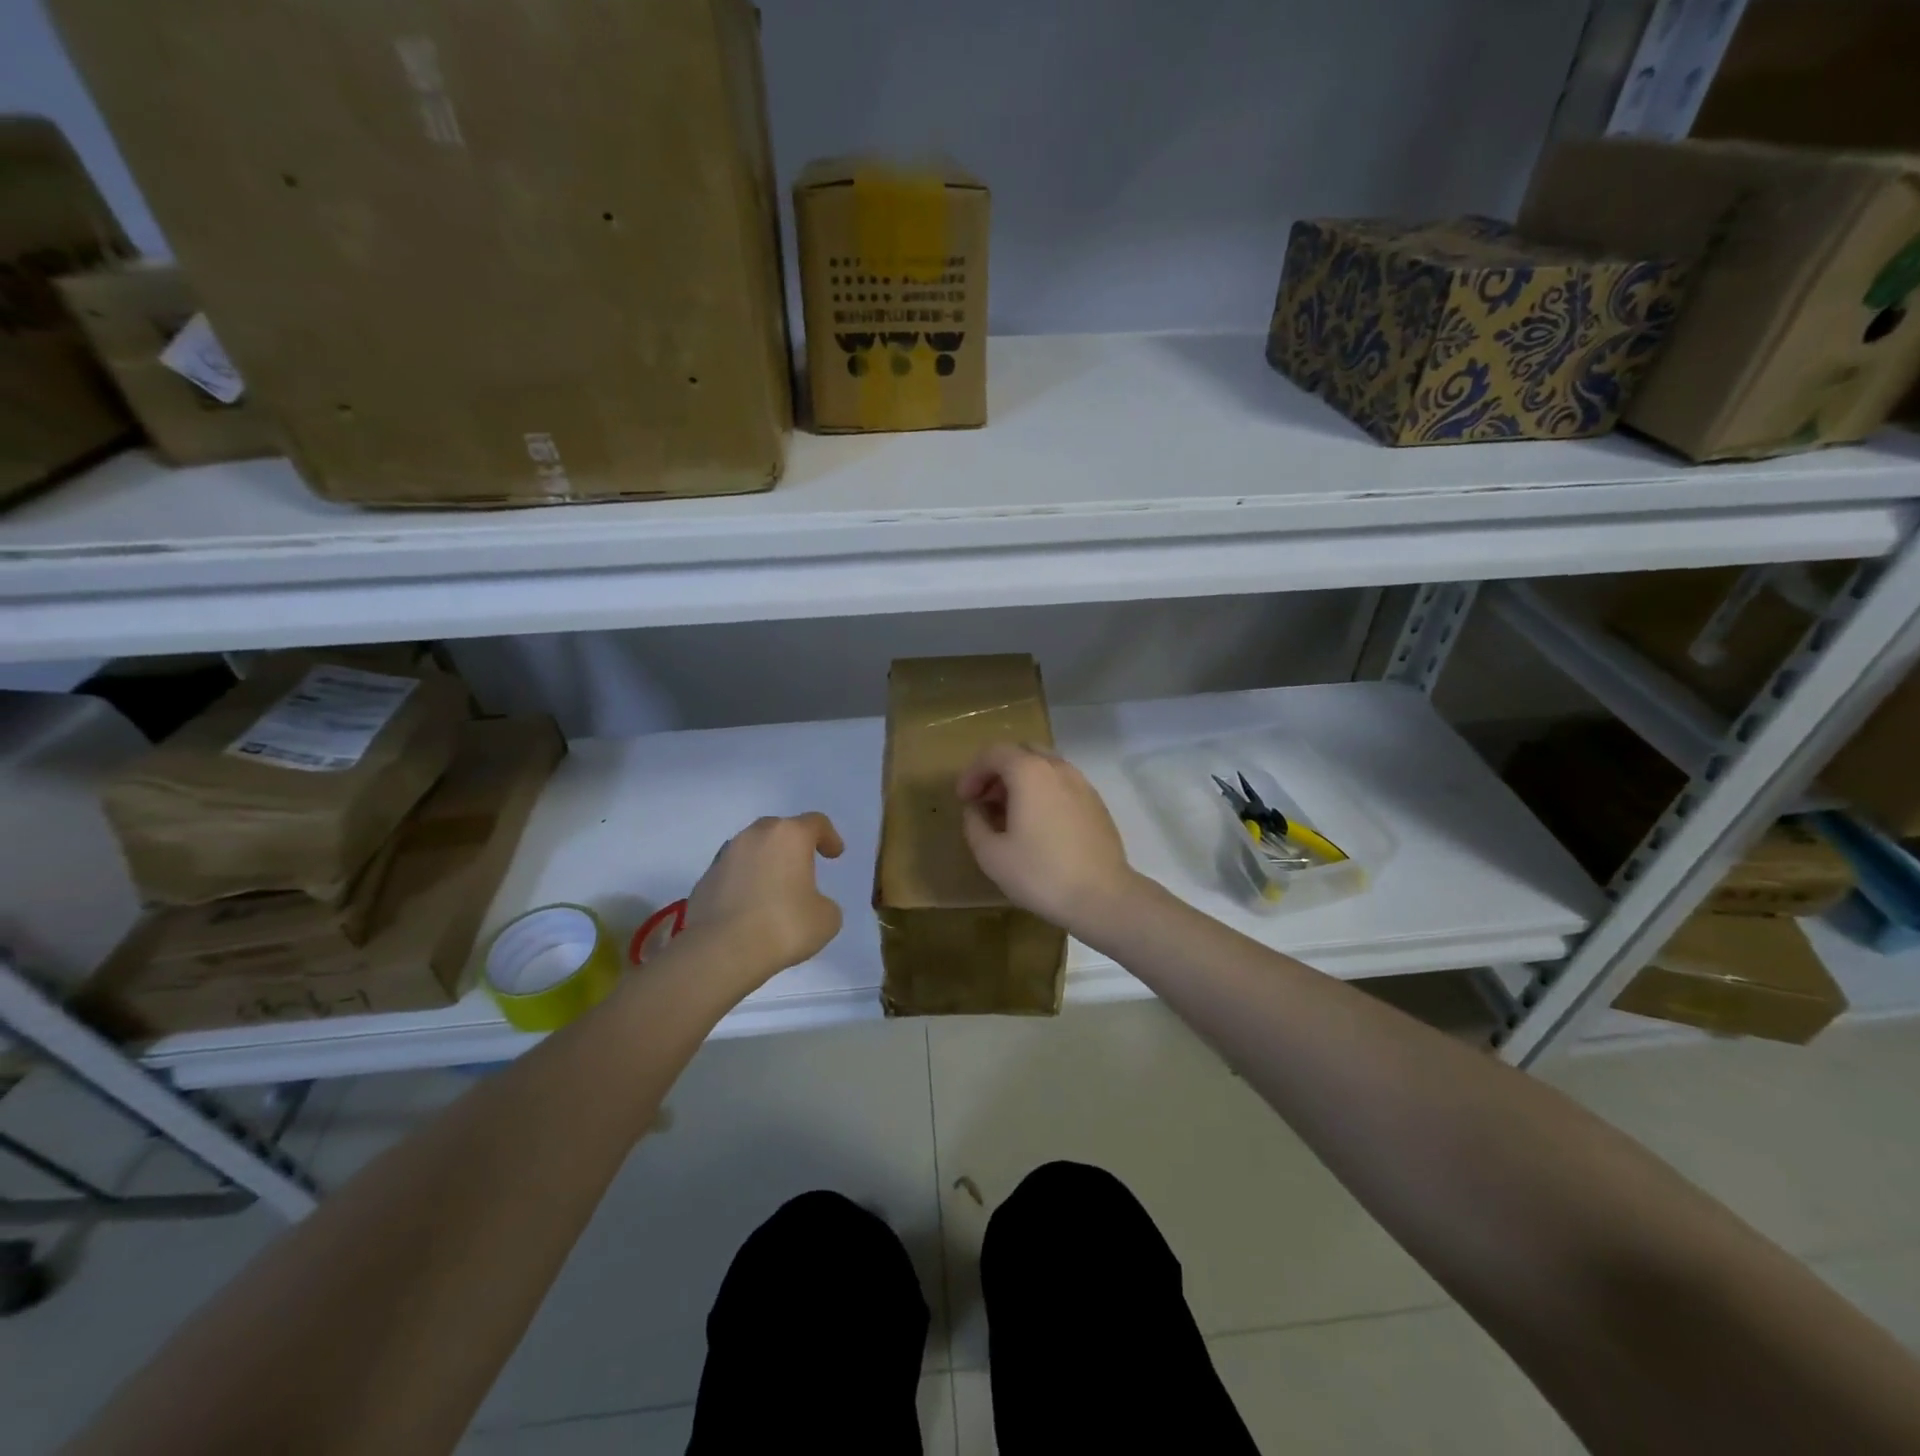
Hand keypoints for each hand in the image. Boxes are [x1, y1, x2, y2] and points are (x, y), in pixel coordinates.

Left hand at [683, 813, 845, 995]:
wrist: (721, 952)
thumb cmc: (784, 926)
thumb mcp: (826, 918)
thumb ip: (823, 903)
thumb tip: (810, 904)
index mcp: (789, 836)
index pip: (815, 822)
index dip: (829, 836)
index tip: (834, 854)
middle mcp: (755, 836)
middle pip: (779, 829)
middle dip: (793, 844)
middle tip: (803, 865)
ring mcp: (725, 856)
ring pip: (751, 849)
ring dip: (765, 861)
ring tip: (774, 888)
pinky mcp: (704, 880)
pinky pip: (732, 873)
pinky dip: (744, 882)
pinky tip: (750, 908)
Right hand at [957, 743, 1135, 935]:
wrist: (1103, 897)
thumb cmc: (1041, 874)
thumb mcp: (991, 855)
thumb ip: (975, 824)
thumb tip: (976, 809)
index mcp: (1030, 773)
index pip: (994, 753)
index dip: (972, 772)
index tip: (964, 799)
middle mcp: (1058, 768)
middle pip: (1021, 753)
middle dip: (998, 771)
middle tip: (985, 801)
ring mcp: (1082, 784)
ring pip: (1045, 767)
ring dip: (1022, 782)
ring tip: (1010, 815)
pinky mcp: (1096, 803)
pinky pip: (1062, 784)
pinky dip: (1043, 792)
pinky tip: (1038, 825)